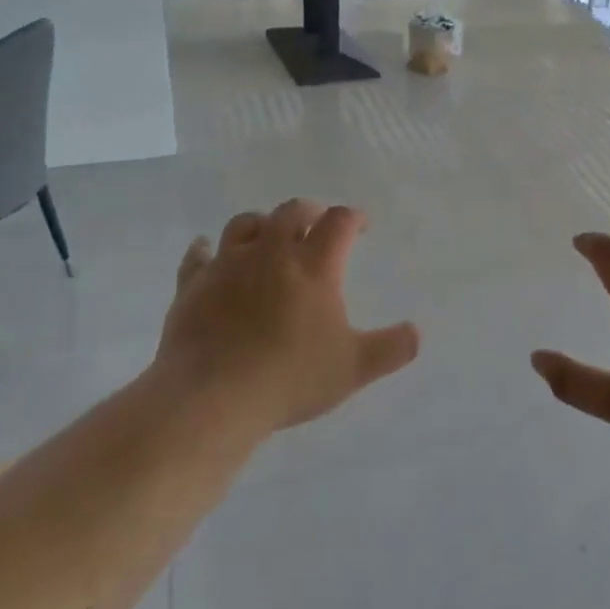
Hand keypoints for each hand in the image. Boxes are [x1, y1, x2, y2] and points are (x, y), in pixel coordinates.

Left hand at [155, 200, 418, 432]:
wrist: (211, 397)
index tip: (361, 226)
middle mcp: (271, 252)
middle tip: (317, 222)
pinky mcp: (192, 285)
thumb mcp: (354, 368)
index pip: (339, 222)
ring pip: (245, 224)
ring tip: (269, 233)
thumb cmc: (290, 378)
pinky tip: (206, 251)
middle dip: (310, 211)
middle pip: (291, 211)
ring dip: (262, 223)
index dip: (354, 218)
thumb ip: (392, 348)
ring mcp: (228, 265)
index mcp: (314, 265)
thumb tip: (417, 332)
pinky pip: (198, 256)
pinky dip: (205, 250)